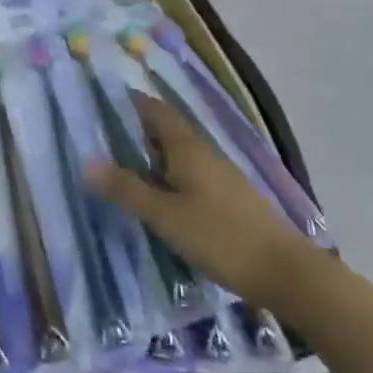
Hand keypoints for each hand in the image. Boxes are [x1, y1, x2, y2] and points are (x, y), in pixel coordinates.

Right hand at [87, 93, 313, 302]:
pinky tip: (156, 195)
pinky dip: (166, 175)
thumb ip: (127, 189)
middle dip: (135, 128)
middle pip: (166, 129)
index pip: (155, 110)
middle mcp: (204, 152)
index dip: (130, 102)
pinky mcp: (227, 197)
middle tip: (99, 136)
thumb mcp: (165, 215)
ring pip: (177, 153)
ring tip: (120, 165)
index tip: (100, 101)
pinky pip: (188, 173)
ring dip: (150, 153)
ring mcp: (219, 175)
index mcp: (187, 147)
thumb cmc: (220, 236)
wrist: (285, 272)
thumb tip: (86, 162)